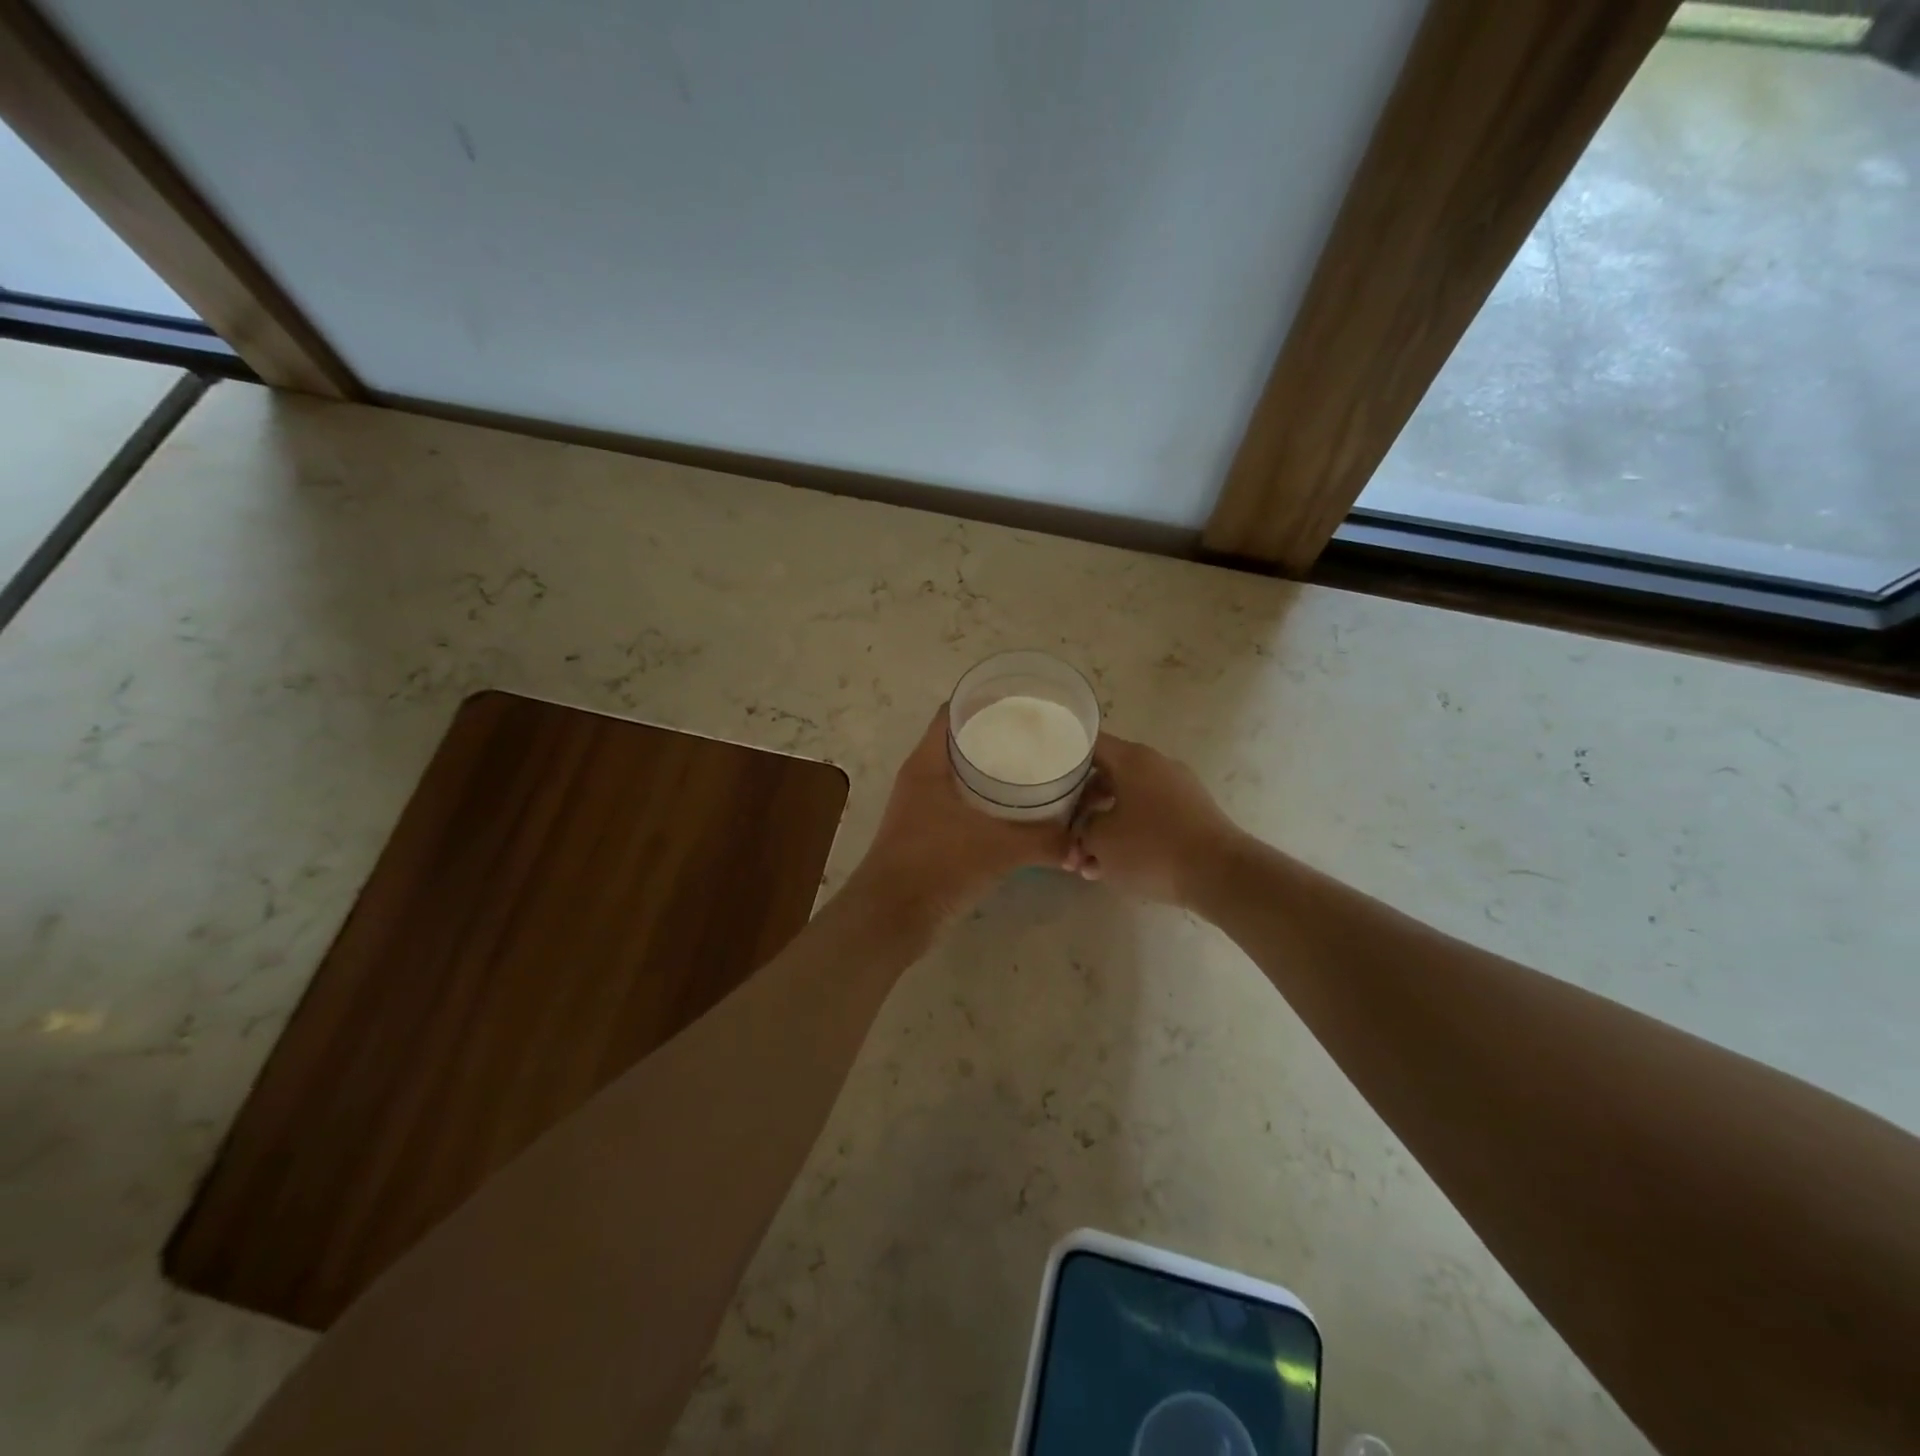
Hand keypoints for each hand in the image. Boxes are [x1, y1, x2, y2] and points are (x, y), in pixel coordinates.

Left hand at [847, 704, 1074, 926]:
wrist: (891, 917)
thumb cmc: (937, 865)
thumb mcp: (998, 848)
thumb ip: (1044, 842)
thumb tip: (1082, 846)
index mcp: (928, 764)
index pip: (952, 713)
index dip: (984, 701)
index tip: (1022, 703)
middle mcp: (922, 778)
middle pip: (959, 742)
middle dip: (996, 736)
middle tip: (1037, 737)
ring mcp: (922, 807)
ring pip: (961, 775)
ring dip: (992, 771)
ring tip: (1034, 769)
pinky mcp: (928, 834)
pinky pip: (961, 804)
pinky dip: (986, 802)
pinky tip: (1016, 811)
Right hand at [1065, 734, 1241, 907]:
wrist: (1220, 874)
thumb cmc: (1151, 848)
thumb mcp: (1100, 840)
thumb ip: (1080, 830)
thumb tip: (1082, 831)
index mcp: (1132, 759)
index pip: (1089, 744)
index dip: (1063, 759)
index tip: (1046, 779)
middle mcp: (1156, 765)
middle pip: (1106, 777)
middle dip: (1081, 810)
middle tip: (1065, 837)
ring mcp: (1177, 789)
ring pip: (1126, 802)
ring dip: (1103, 829)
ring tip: (1087, 865)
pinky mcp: (1190, 815)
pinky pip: (1149, 817)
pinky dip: (1129, 836)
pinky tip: (1114, 868)